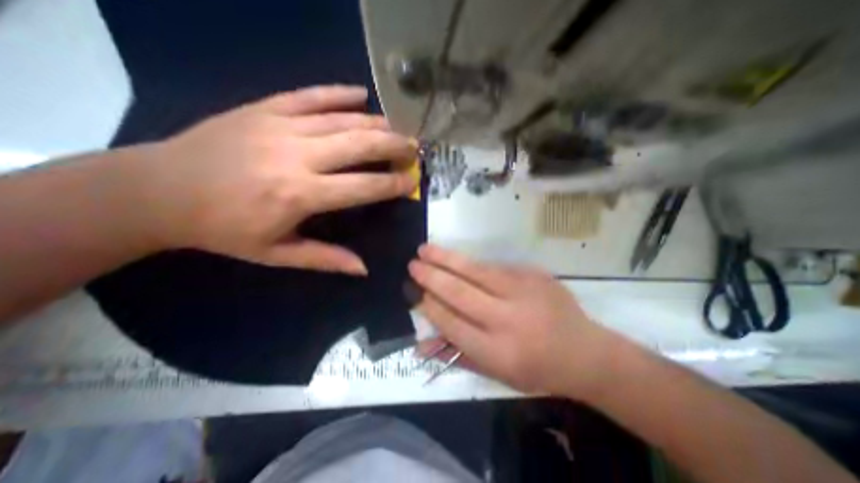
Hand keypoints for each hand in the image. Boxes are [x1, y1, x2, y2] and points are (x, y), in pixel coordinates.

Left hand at [138, 84, 416, 274]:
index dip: (393, 184)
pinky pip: (310, 96)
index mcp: (300, 195)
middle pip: (359, 145)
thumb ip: (325, 259)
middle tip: (414, 149)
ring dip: (376, 123)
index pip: (363, 186)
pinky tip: (360, 94)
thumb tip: (364, 269)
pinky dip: (339, 93)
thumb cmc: (224, 229)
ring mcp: (280, 126)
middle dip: (394, 146)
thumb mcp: (277, 254)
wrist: (158, 190)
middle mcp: (296, 156)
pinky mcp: (263, 108)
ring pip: (341, 119)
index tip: (413, 182)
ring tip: (397, 129)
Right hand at [407, 243, 617, 396]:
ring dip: (446, 259)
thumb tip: (421, 344)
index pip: (452, 323)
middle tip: (413, 265)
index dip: (430, 306)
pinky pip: (494, 266)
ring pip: (475, 271)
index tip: (415, 293)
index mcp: (498, 351)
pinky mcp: (533, 275)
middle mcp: (508, 320)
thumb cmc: (537, 369)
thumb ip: (457, 356)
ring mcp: (523, 292)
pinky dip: (471, 262)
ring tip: (425, 249)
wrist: (585, 352)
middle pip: (460, 293)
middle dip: (432, 277)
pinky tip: (456, 257)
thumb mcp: (497, 374)